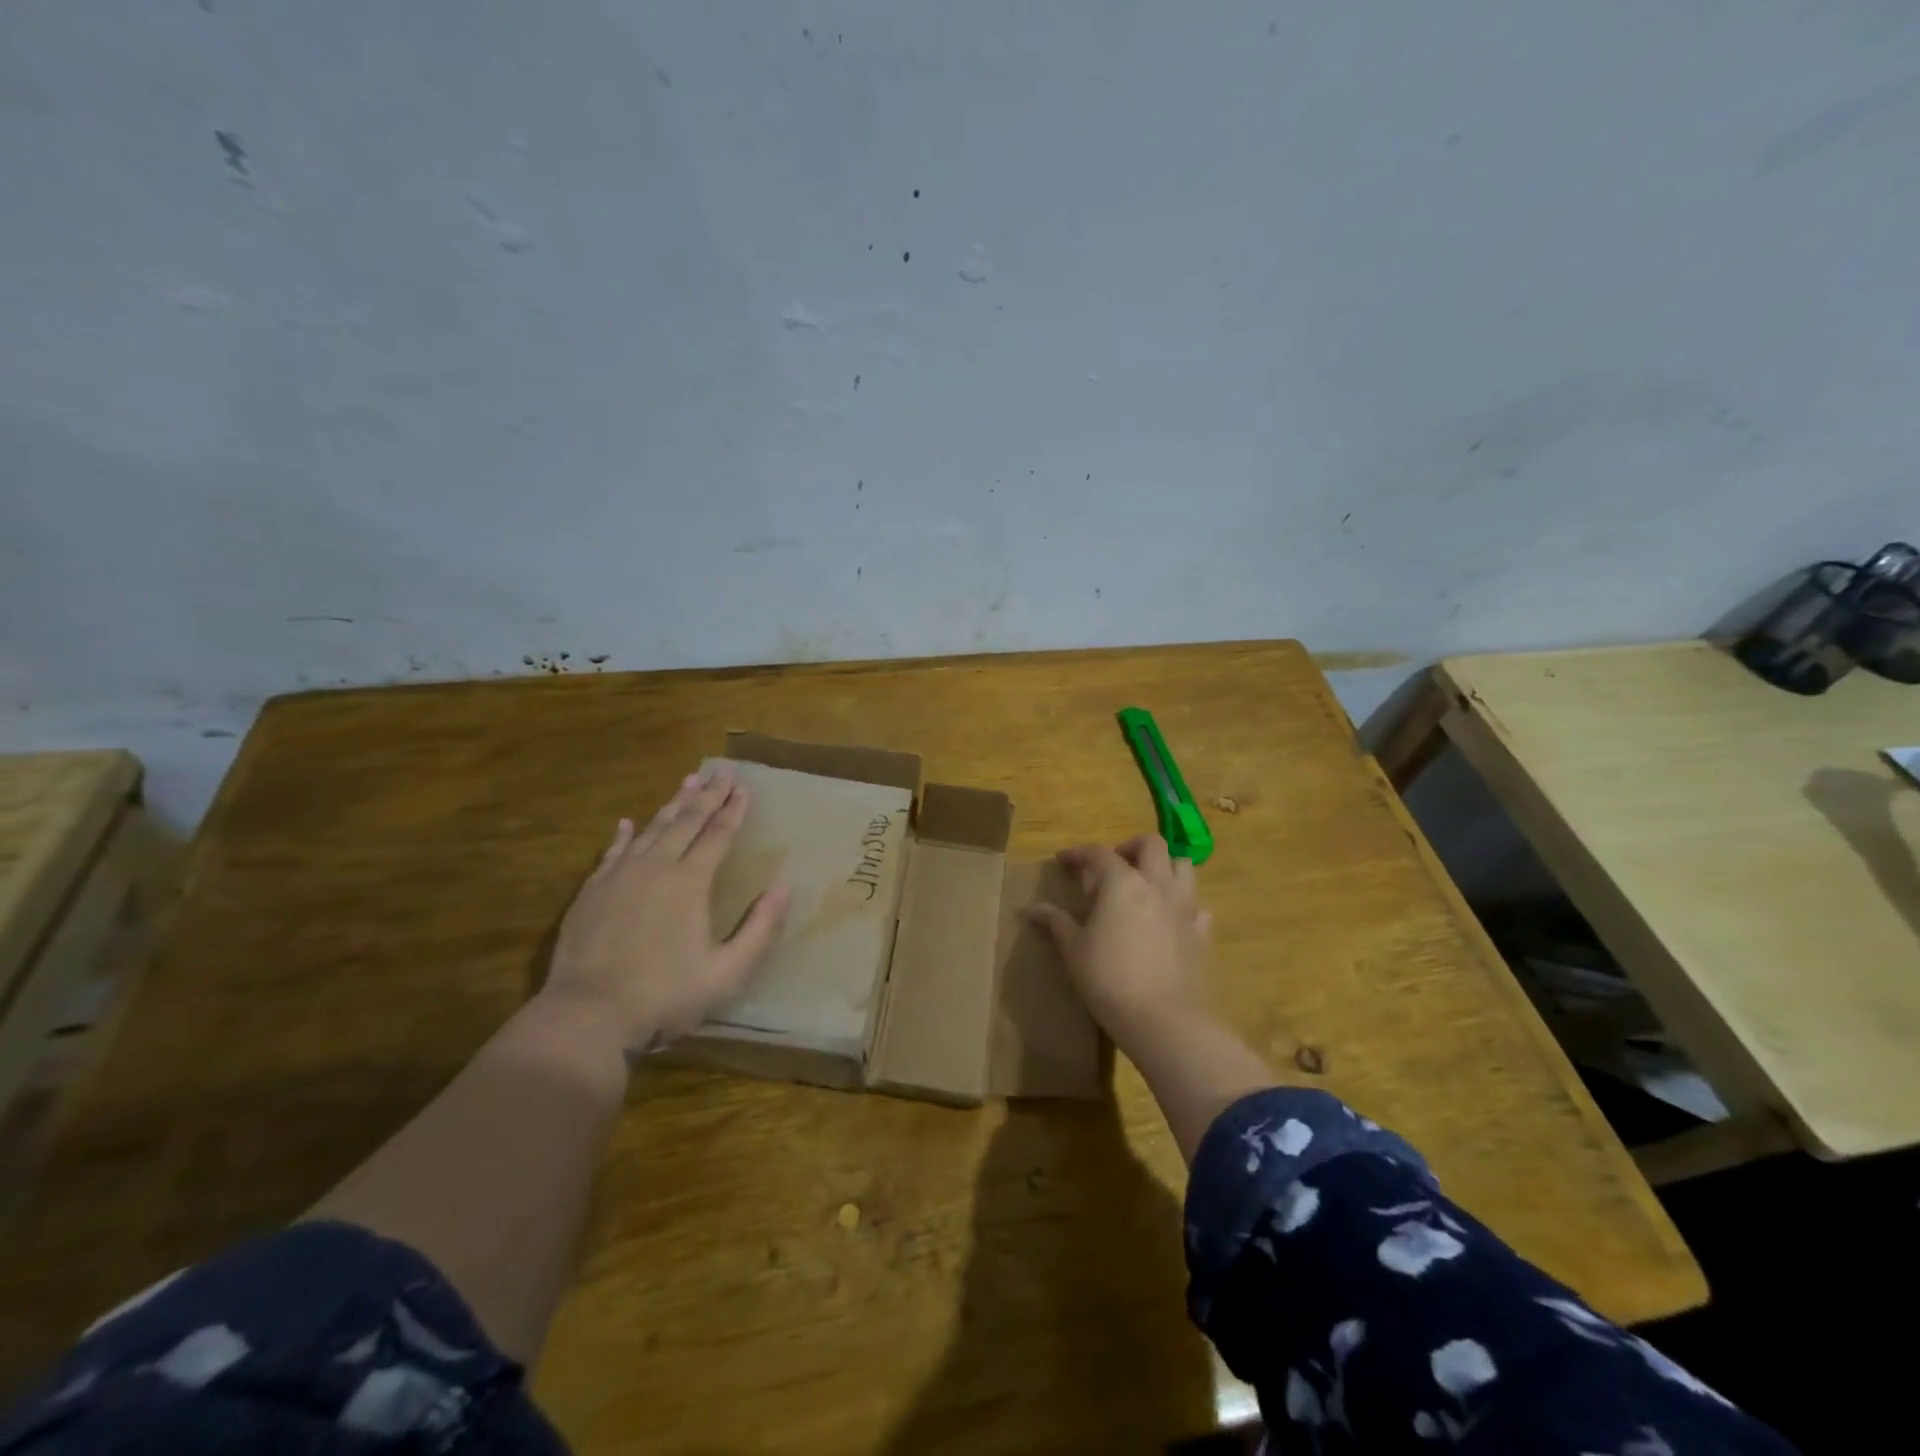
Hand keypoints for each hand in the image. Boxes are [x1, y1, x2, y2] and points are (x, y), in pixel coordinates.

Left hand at [542, 768, 791, 1052]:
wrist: (587, 1015)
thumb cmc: (665, 995)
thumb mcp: (727, 972)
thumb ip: (760, 929)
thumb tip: (784, 888)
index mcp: (690, 882)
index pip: (718, 835)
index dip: (733, 810)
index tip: (744, 786)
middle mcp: (656, 867)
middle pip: (686, 822)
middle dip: (708, 796)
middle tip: (721, 772)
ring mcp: (619, 876)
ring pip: (651, 829)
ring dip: (672, 805)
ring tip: (687, 783)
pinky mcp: (592, 892)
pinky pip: (612, 852)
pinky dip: (624, 835)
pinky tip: (628, 823)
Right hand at [1027, 835, 1211, 1045]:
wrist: (1163, 1020)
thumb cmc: (1109, 979)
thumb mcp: (1073, 950)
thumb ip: (1056, 923)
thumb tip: (1032, 909)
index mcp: (1122, 883)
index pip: (1098, 853)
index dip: (1079, 853)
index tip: (1064, 861)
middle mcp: (1157, 885)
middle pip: (1151, 845)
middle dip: (1130, 847)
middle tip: (1114, 865)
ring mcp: (1185, 908)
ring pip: (1184, 866)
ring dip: (1164, 866)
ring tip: (1146, 884)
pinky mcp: (1201, 934)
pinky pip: (1197, 906)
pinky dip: (1183, 904)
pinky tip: (1170, 919)